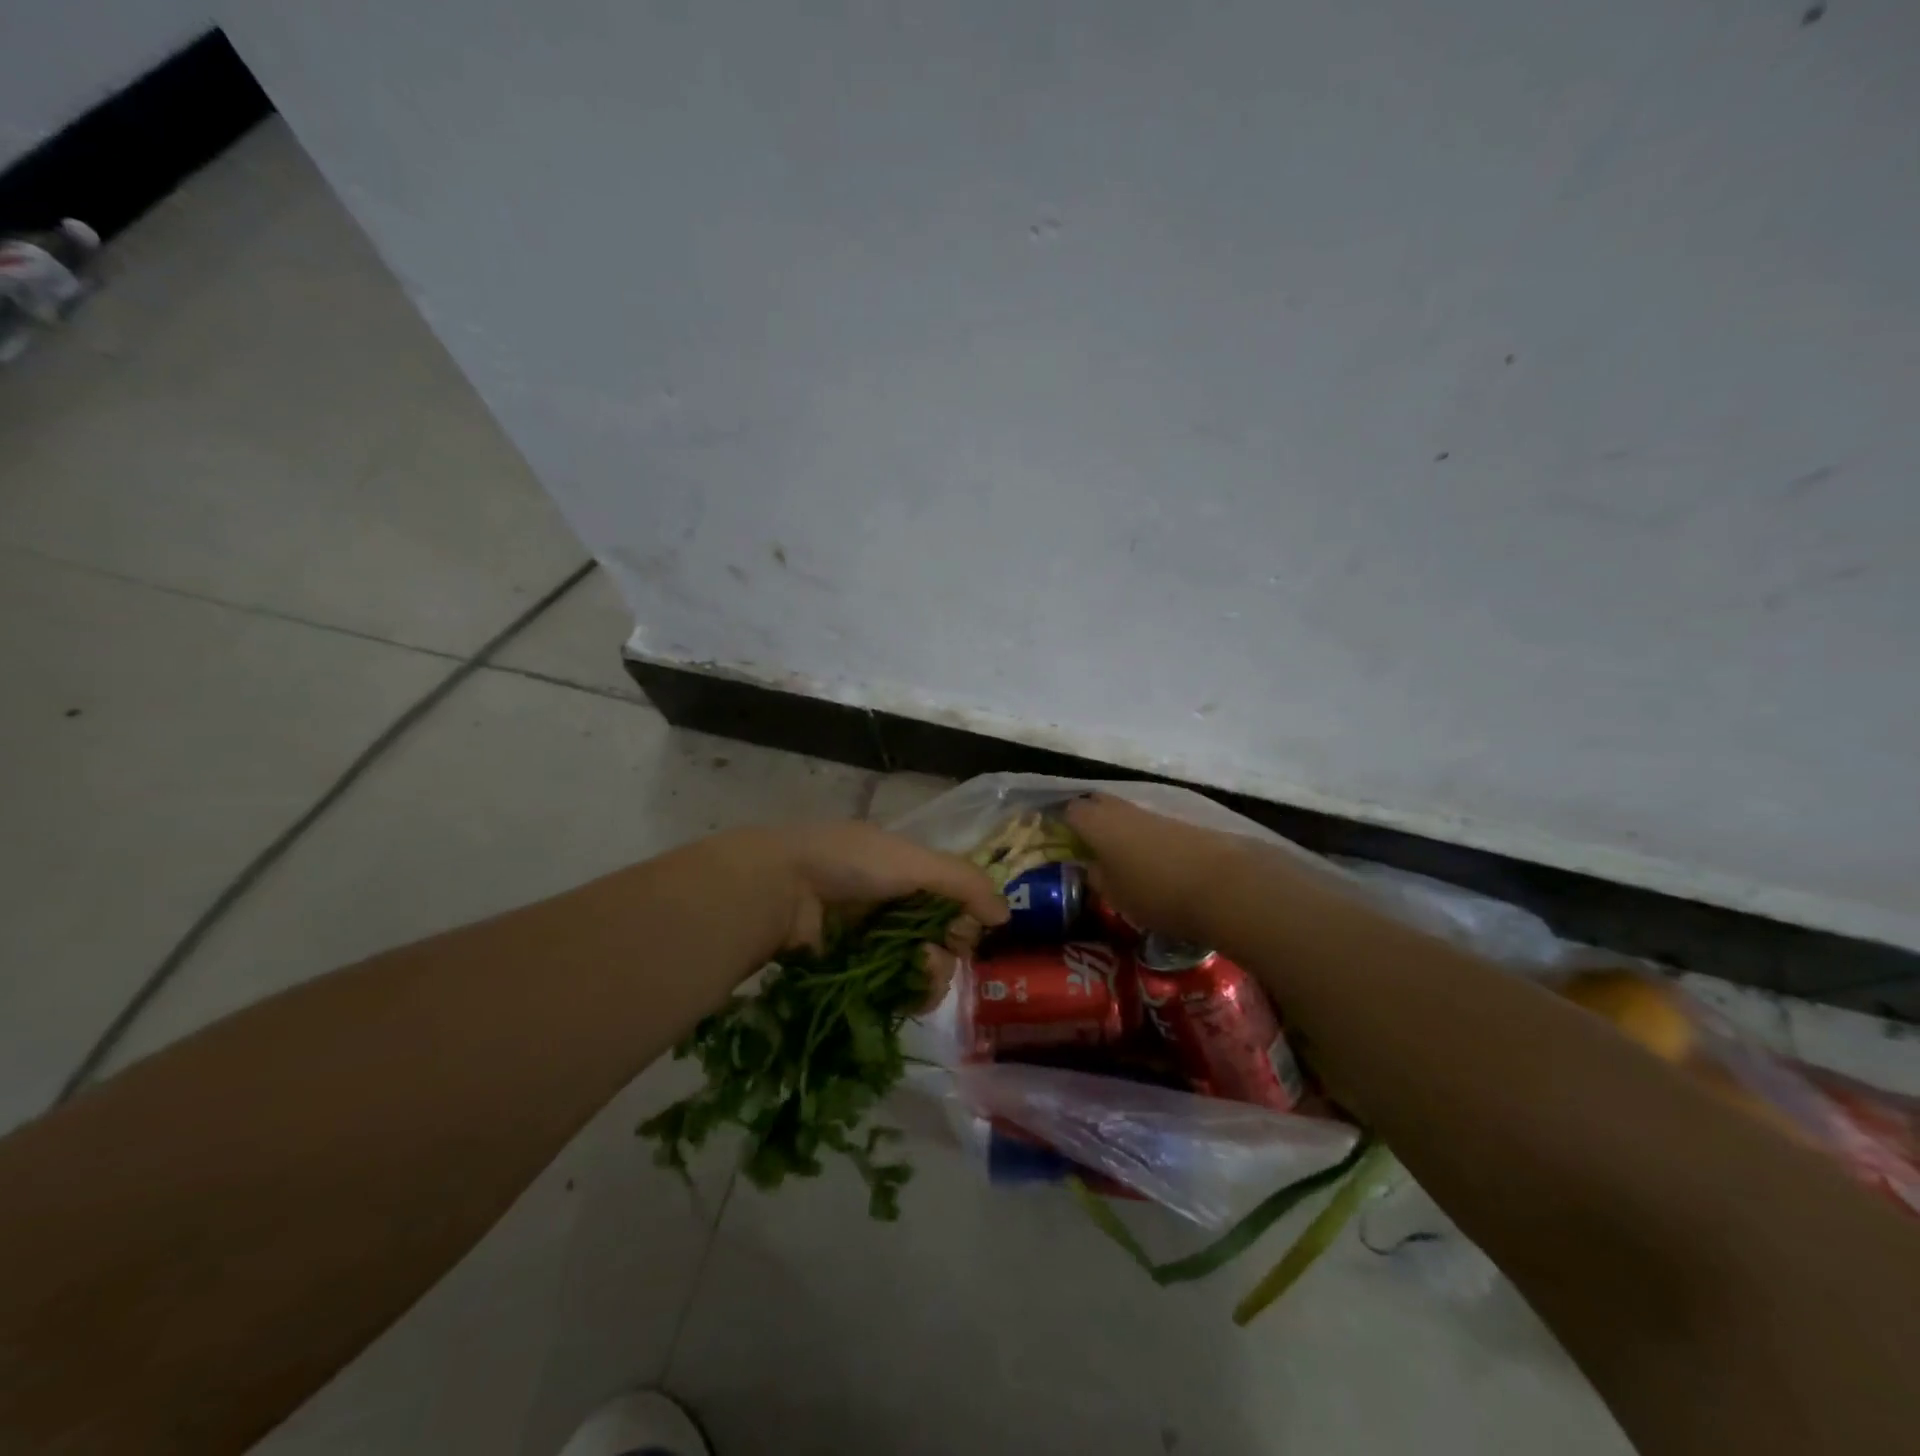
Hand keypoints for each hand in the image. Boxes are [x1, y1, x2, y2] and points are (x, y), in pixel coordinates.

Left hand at [715, 822, 1008, 1001]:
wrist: (781, 890)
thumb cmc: (851, 865)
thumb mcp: (914, 861)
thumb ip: (965, 884)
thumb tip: (1005, 915)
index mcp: (906, 872)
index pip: (954, 901)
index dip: (966, 917)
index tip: (968, 927)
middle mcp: (893, 906)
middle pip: (942, 938)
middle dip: (951, 948)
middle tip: (938, 952)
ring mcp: (872, 942)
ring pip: (922, 968)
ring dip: (934, 973)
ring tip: (921, 968)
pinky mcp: (854, 975)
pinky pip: (895, 992)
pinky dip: (910, 994)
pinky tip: (910, 993)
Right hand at [1064, 793, 1267, 944]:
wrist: (1225, 885)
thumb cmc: (1156, 892)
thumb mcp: (1115, 895)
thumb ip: (1097, 877)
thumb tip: (1092, 867)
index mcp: (1096, 823)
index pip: (1069, 810)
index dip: (1060, 821)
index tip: (1055, 838)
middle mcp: (1122, 810)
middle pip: (1098, 804)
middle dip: (1089, 818)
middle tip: (1083, 843)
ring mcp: (1154, 813)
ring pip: (1126, 813)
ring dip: (1118, 829)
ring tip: (1115, 856)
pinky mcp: (1182, 824)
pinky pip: (1150, 825)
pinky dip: (1143, 838)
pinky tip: (1147, 860)